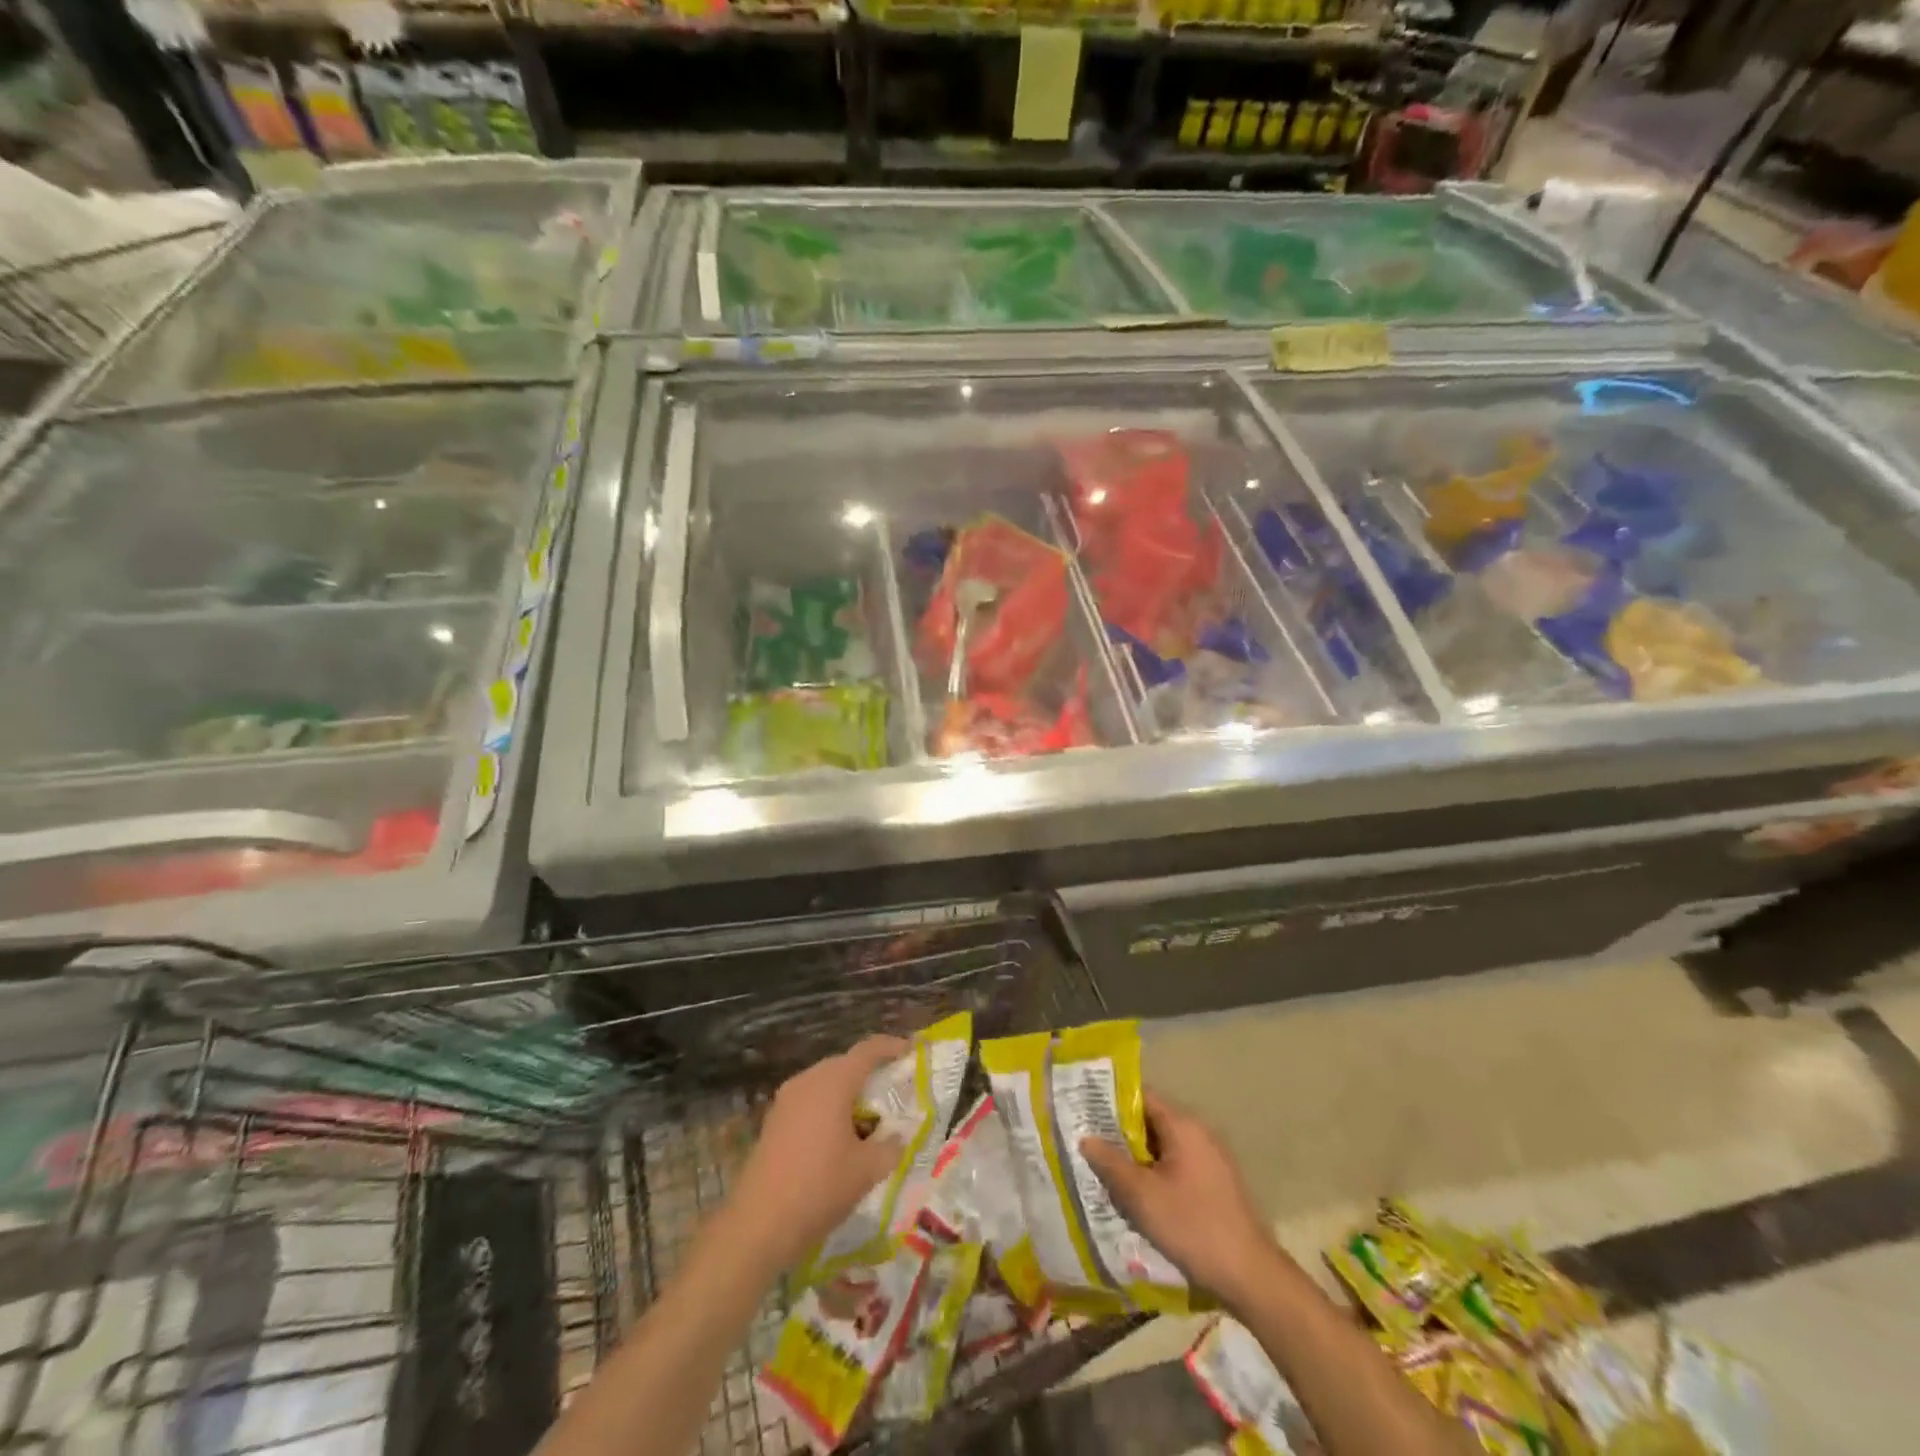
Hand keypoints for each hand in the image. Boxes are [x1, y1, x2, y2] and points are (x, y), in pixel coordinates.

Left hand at [725, 1036, 907, 1271]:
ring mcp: (786, 1100)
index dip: (890, 1047)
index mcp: (833, 1082)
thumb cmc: (819, 1188)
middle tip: (892, 1090)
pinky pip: (809, 1101)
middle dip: (869, 1073)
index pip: (867, 1051)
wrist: (758, 1225)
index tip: (909, 1050)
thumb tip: (899, 1137)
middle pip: (845, 1064)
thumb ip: (890, 1147)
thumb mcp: (867, 1170)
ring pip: (825, 1083)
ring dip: (847, 1092)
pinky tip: (838, 1137)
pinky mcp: (773, 1121)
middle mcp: (808, 1081)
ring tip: (867, 1117)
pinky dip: (828, 1108)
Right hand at [1081, 1090, 1281, 1304]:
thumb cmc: (1192, 1226)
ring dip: (1138, 1160)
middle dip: (1120, 1137)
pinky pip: (1177, 1167)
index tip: (1084, 1115)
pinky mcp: (1216, 1184)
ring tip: (1109, 1177)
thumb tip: (1085, 1137)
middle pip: (1151, 1122)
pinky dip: (1156, 1176)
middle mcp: (1199, 1133)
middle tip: (1090, 1149)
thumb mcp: (1142, 1196)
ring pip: (1163, 1148)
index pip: (1140, 1097)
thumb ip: (1110, 1163)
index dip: (1110, 1103)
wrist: (1251, 1276)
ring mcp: (1211, 1159)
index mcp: (1183, 1125)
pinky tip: (1140, 1200)